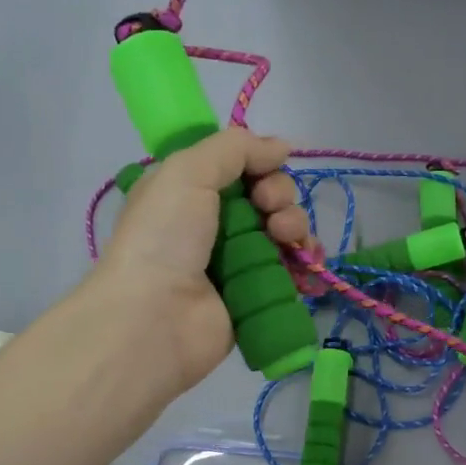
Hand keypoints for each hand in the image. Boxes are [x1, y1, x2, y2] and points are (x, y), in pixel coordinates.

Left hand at [94, 128, 309, 388]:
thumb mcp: (187, 172)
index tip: (263, 172)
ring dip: (295, 226)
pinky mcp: (257, 295)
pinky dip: (307, 262)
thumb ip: (234, 148)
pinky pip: (293, 271)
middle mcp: (212, 224)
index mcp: (188, 192)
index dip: (260, 164)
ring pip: (284, 232)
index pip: (239, 167)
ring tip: (285, 239)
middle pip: (267, 197)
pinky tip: (310, 262)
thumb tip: (281, 146)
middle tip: (270, 210)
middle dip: (280, 196)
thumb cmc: (164, 237)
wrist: (155, 319)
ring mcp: (237, 262)